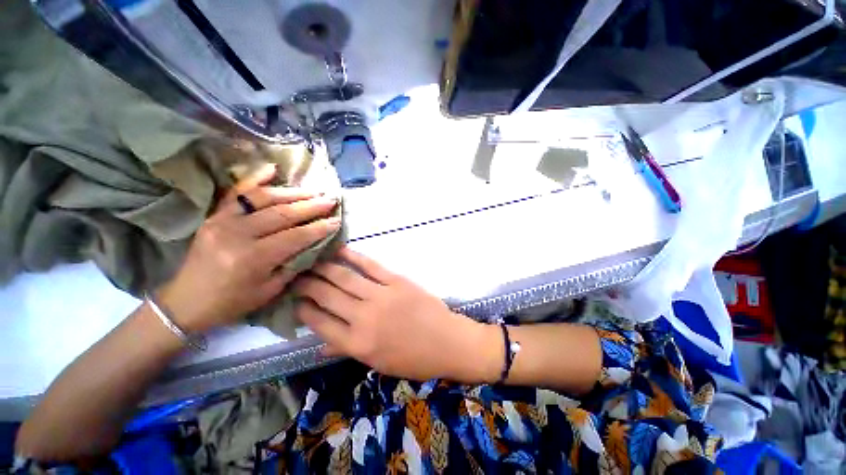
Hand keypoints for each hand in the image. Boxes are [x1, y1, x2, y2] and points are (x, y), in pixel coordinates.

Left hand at [158, 165, 340, 332]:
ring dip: (292, 193)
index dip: (318, 228)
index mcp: (253, 258)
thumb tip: (312, 244)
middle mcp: (238, 234)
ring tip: (313, 190)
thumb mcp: (269, 290)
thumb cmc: (231, 302)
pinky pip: (236, 193)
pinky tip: (273, 169)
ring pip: (264, 199)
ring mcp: (222, 221)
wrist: (185, 301)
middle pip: (282, 214)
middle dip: (311, 206)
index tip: (336, 220)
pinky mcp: (214, 216)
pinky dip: (255, 178)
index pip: (295, 237)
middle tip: (331, 199)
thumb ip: (292, 264)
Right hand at [293, 247, 501, 381]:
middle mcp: (364, 318)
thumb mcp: (377, 363)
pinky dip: (354, 256)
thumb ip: (348, 350)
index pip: (320, 323)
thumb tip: (320, 343)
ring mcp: (381, 296)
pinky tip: (340, 250)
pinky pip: (371, 266)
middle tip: (296, 276)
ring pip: (345, 278)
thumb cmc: (413, 359)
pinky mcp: (397, 281)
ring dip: (324, 268)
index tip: (294, 299)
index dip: (303, 309)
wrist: (447, 342)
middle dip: (307, 285)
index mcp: (357, 344)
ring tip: (310, 261)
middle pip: (327, 296)